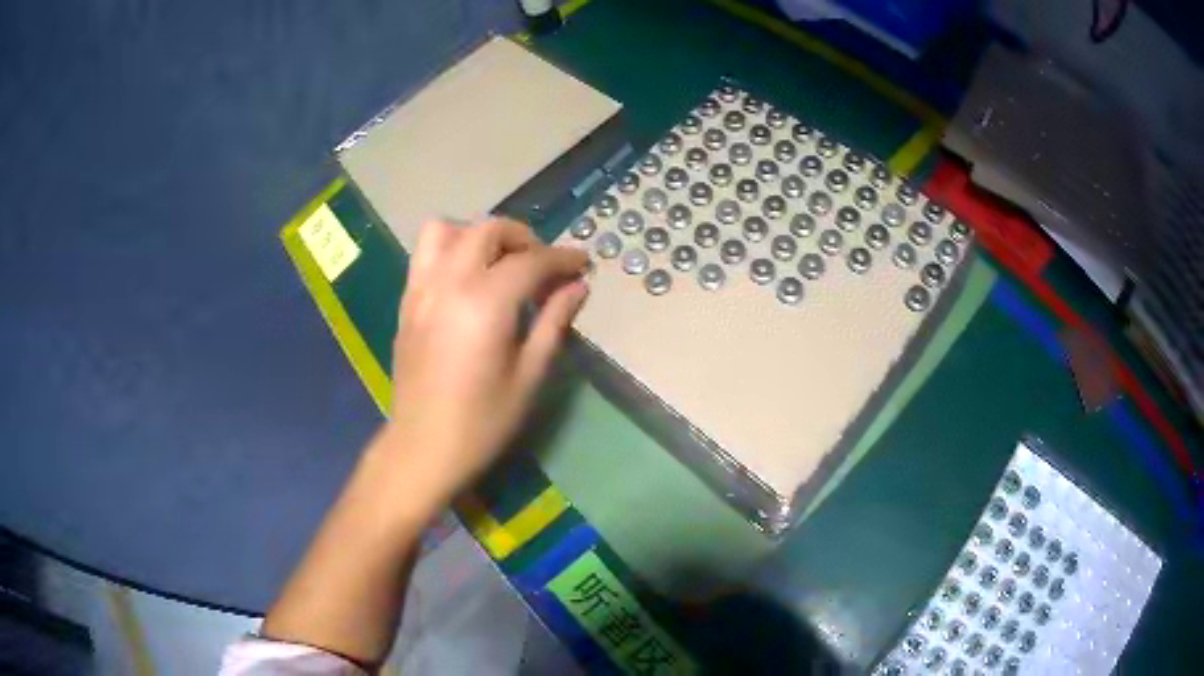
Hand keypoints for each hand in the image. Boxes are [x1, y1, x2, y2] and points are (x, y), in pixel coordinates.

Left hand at [385, 218, 588, 500]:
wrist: (423, 447)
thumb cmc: (483, 421)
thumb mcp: (529, 375)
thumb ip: (554, 322)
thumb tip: (578, 287)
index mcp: (485, 304)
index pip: (530, 261)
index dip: (562, 258)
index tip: (583, 263)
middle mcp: (448, 284)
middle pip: (487, 231)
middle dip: (523, 238)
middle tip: (543, 265)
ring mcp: (421, 290)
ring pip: (445, 230)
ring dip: (477, 236)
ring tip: (497, 263)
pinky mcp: (406, 303)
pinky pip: (425, 255)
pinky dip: (451, 250)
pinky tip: (468, 281)